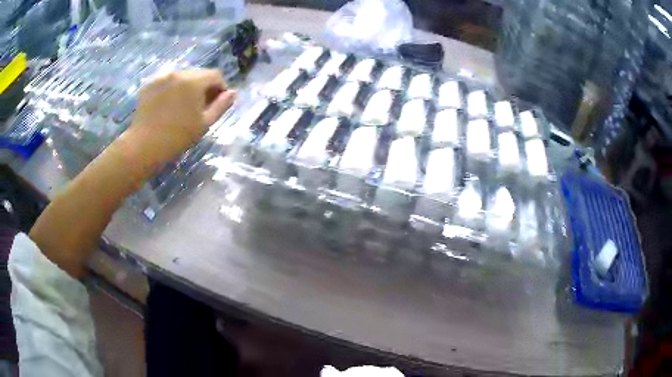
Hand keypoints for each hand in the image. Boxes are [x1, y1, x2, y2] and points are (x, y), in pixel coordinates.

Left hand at [122, 69, 235, 168]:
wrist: (145, 145)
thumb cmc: (178, 137)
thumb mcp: (204, 123)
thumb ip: (221, 105)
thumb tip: (232, 93)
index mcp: (194, 81)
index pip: (215, 75)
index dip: (220, 87)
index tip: (218, 102)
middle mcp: (178, 72)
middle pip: (198, 74)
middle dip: (203, 86)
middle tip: (200, 106)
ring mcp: (161, 77)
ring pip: (182, 77)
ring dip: (187, 87)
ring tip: (182, 106)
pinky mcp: (149, 84)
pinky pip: (166, 81)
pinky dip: (171, 89)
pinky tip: (167, 105)